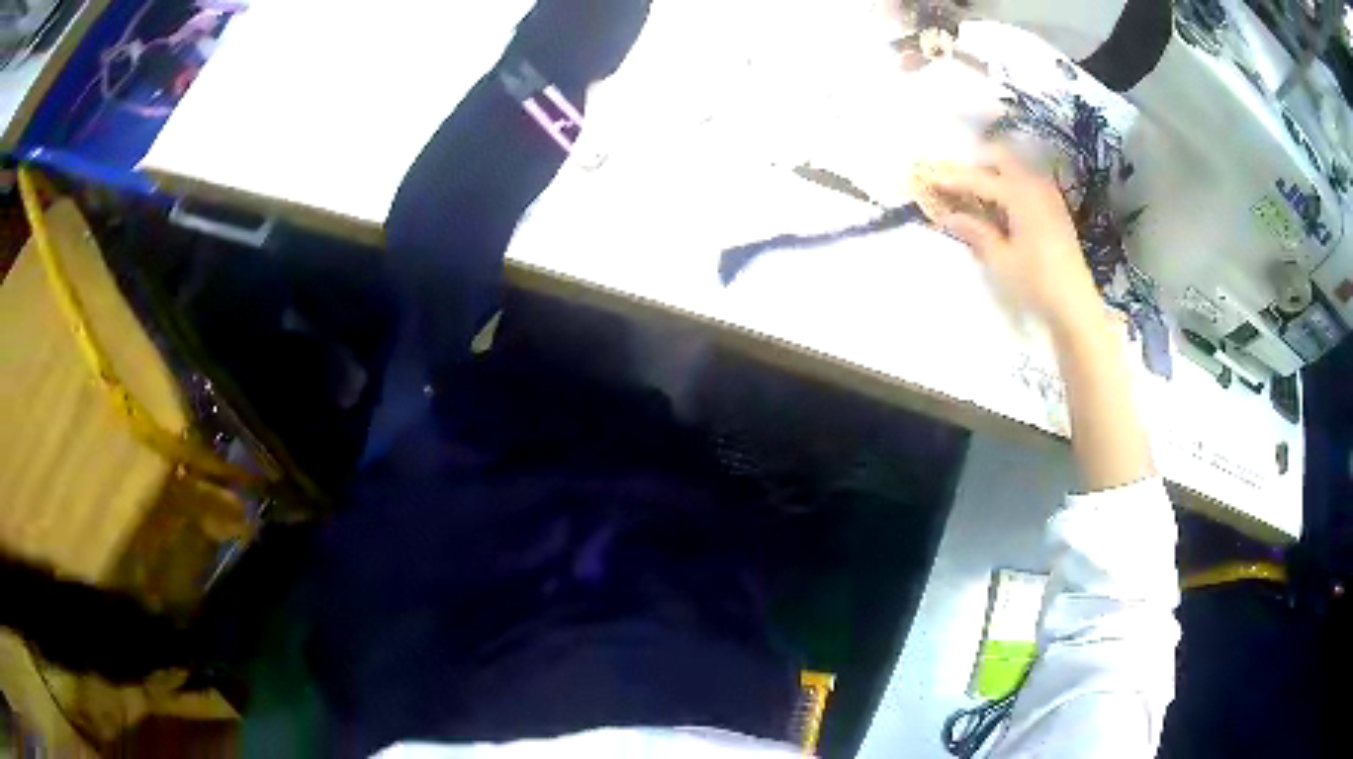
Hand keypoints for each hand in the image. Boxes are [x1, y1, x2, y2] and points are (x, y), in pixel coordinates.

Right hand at [926, 148, 1102, 336]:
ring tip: (976, 189)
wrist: (1076, 305)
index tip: (929, 178)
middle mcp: (1036, 186)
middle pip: (1003, 157)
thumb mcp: (1001, 260)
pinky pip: (1029, 181)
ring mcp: (1049, 196)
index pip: (980, 178)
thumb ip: (975, 232)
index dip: (953, 178)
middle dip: (977, 162)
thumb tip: (948, 216)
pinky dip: (1010, 183)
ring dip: (995, 171)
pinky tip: (1001, 203)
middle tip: (955, 177)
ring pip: (1017, 167)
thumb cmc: (1036, 283)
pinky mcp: (1056, 209)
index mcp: (1021, 195)